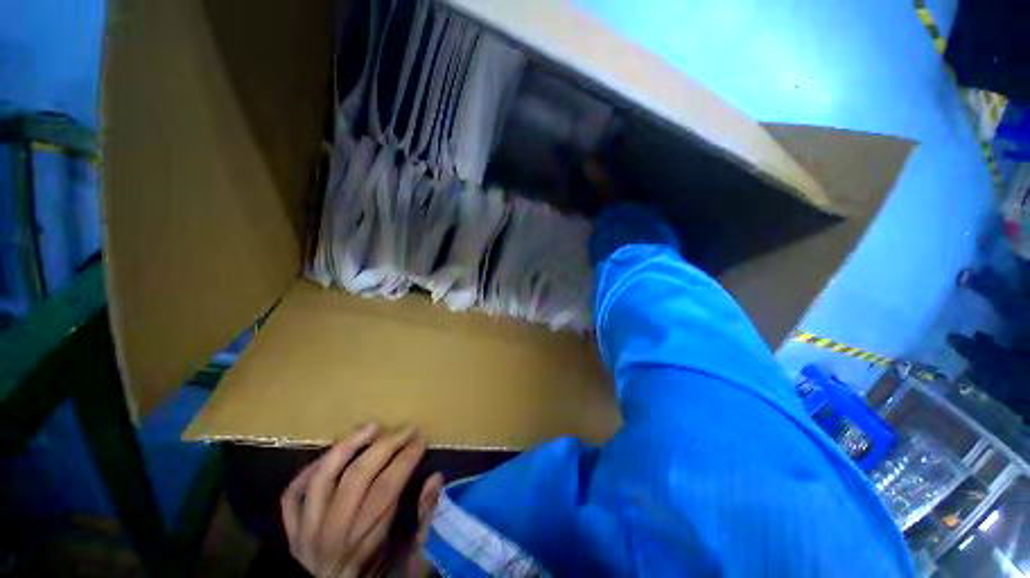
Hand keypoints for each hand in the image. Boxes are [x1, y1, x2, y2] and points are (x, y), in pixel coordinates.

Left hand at [281, 423, 443, 576]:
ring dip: (348, 446)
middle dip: (387, 444)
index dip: (407, 458)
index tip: (421, 440)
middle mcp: (331, 533)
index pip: (388, 488)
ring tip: (372, 425)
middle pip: (357, 476)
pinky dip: (309, 469)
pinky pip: (293, 494)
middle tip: (407, 428)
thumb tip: (435, 478)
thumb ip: (425, 521)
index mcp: (364, 542)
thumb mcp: (409, 561)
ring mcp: (306, 531)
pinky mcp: (291, 531)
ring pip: (323, 478)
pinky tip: (331, 453)